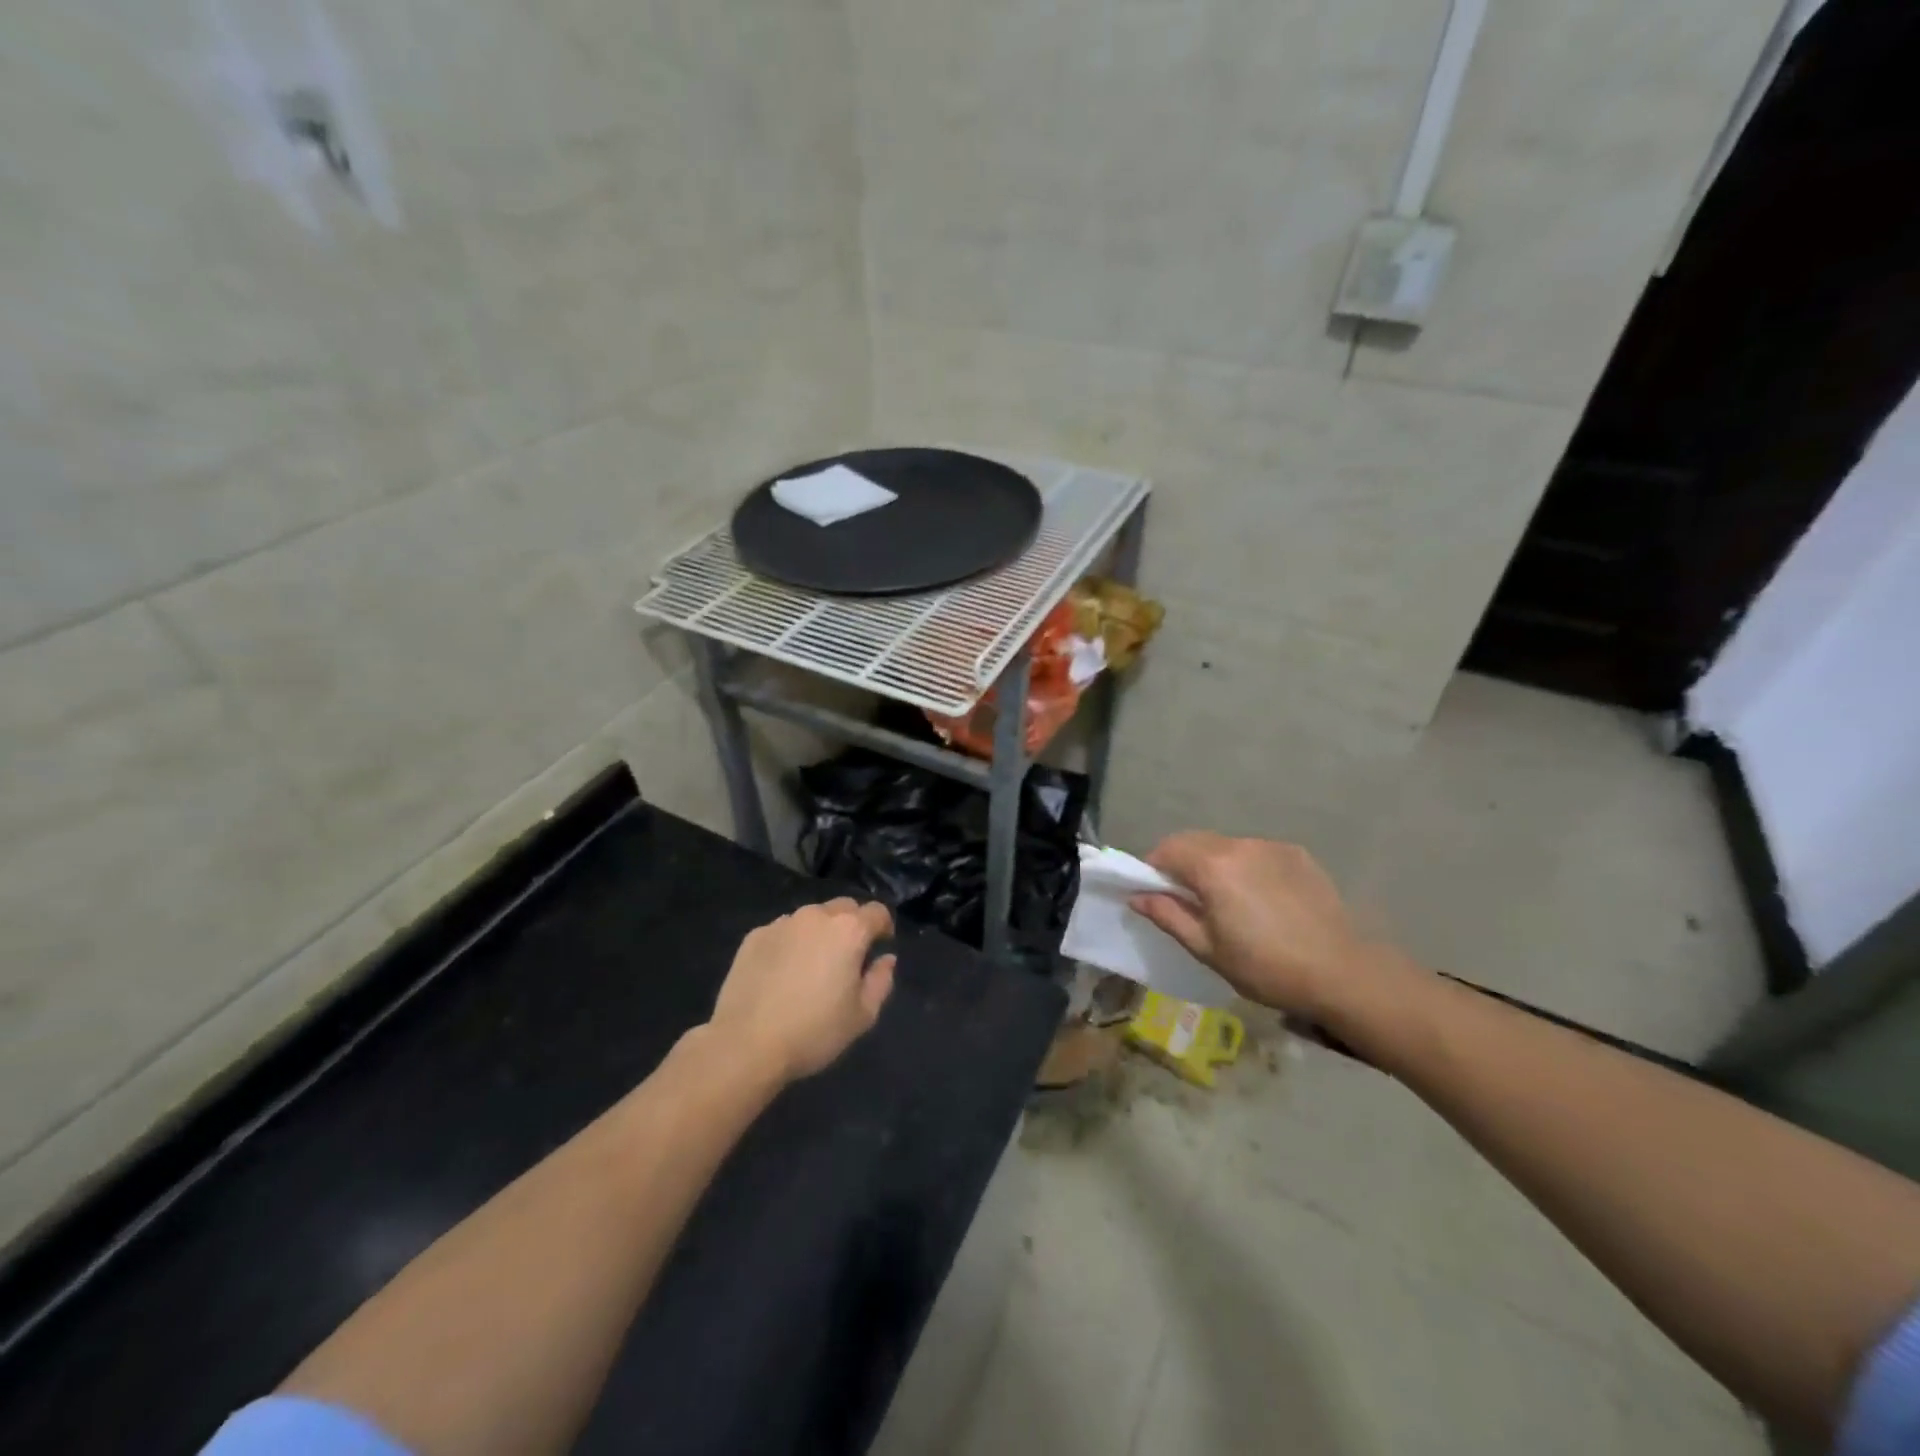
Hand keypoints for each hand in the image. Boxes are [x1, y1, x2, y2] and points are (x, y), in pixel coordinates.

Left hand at [709, 898, 896, 1080]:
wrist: (746, 1044)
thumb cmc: (813, 1032)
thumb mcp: (862, 1016)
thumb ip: (880, 981)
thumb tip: (886, 959)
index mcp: (849, 931)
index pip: (877, 912)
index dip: (883, 926)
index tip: (880, 946)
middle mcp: (816, 916)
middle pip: (844, 907)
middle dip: (852, 925)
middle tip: (848, 957)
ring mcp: (782, 923)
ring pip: (811, 917)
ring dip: (819, 932)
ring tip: (811, 965)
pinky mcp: (754, 936)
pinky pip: (783, 931)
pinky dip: (790, 943)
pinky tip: (782, 973)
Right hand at [1129, 832, 1377, 1018]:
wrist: (1343, 972)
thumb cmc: (1266, 967)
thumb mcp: (1208, 949)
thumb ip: (1168, 916)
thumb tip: (1137, 896)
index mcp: (1213, 867)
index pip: (1167, 849)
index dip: (1152, 868)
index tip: (1153, 893)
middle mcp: (1240, 845)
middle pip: (1194, 841)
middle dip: (1180, 862)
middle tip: (1185, 898)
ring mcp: (1271, 846)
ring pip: (1225, 845)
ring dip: (1213, 863)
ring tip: (1225, 900)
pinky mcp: (1297, 854)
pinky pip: (1256, 852)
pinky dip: (1244, 866)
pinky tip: (1260, 899)